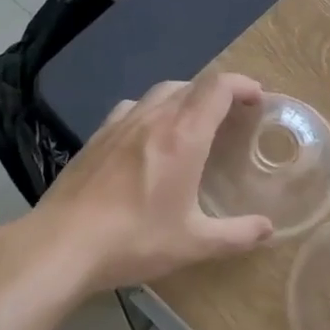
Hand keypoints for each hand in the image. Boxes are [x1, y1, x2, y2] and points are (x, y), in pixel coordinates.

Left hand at [21, 72, 275, 297]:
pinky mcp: (96, 137)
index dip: (242, 84)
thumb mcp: (193, 244)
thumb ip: (236, 235)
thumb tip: (268, 230)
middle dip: (218, 92)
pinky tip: (148, 136)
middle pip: (192, 84)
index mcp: (183, 135)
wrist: (60, 245)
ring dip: (185, 97)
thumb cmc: (133, 240)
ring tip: (193, 121)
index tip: (258, 99)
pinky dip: (152, 110)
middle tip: (232, 115)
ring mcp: (120, 124)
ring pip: (160, 92)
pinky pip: (132, 107)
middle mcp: (154, 118)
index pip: (218, 87)